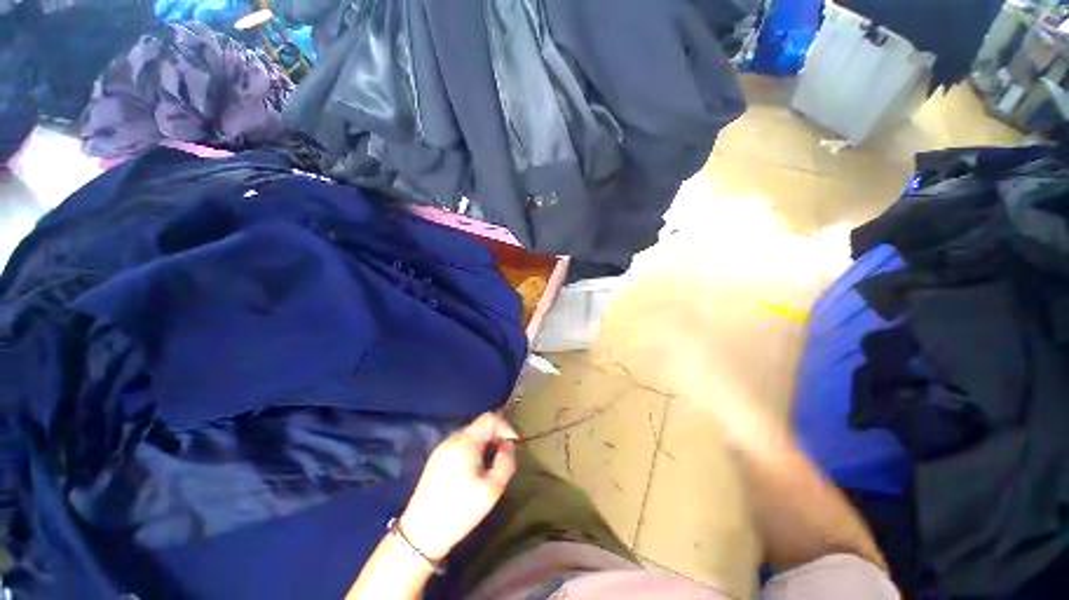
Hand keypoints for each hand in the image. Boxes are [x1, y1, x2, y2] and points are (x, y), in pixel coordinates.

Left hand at [398, 412, 517, 560]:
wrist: (420, 535)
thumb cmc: (459, 511)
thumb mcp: (492, 489)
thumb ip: (506, 462)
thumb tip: (508, 446)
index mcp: (465, 442)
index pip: (490, 418)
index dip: (506, 427)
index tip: (514, 445)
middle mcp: (452, 439)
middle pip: (480, 425)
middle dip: (496, 436)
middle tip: (504, 457)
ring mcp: (442, 448)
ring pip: (470, 435)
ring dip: (485, 444)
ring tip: (491, 465)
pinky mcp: (436, 459)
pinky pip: (460, 445)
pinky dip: (473, 450)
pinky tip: (474, 471)